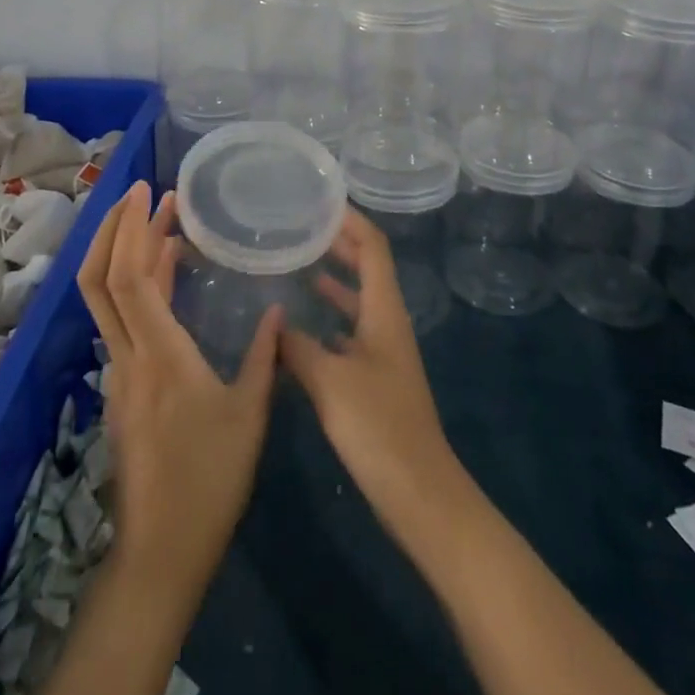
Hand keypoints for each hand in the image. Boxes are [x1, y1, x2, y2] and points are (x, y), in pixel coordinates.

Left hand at [77, 180, 280, 595]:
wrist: (161, 551)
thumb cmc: (210, 479)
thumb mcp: (250, 414)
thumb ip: (264, 357)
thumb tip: (275, 311)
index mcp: (159, 355)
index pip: (131, 278)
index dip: (135, 229)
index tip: (152, 193)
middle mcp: (128, 355)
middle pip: (99, 279)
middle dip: (115, 228)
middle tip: (142, 192)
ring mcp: (118, 371)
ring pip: (103, 298)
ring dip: (123, 252)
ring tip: (159, 220)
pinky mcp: (122, 386)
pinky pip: (119, 319)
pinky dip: (136, 283)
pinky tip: (166, 275)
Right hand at [279, 210, 463, 527]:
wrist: (418, 492)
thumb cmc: (378, 427)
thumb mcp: (331, 382)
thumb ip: (300, 348)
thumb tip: (276, 324)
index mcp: (385, 311)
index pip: (373, 247)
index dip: (351, 220)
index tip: (321, 202)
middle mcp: (387, 323)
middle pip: (367, 268)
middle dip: (340, 244)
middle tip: (303, 227)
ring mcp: (383, 352)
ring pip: (357, 302)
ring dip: (334, 280)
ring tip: (298, 266)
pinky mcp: (375, 379)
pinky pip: (349, 334)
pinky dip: (328, 321)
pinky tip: (301, 330)